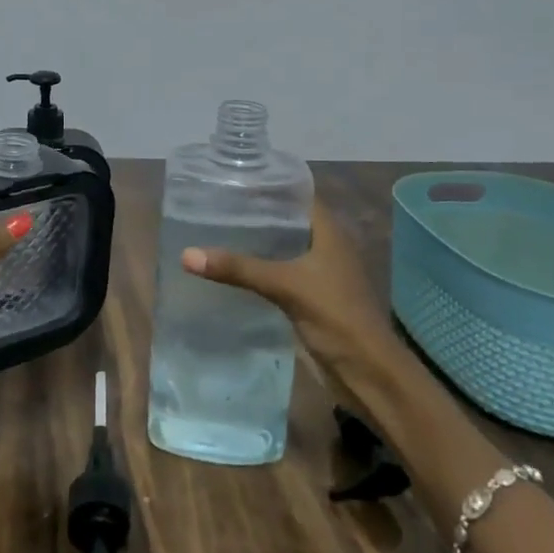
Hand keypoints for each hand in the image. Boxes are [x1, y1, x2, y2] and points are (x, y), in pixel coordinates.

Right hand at [180, 198, 394, 370]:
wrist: (367, 372)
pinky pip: (279, 274)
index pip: (298, 195)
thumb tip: (187, 254)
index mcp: (329, 233)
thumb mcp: (285, 286)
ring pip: (282, 249)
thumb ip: (239, 268)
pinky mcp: (309, 299)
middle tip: (215, 205)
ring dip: (256, 243)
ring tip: (216, 231)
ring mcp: (318, 275)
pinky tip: (230, 270)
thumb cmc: (335, 316)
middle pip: (287, 221)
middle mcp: (325, 247)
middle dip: (256, 214)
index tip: (235, 180)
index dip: (271, 185)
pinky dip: (258, 270)